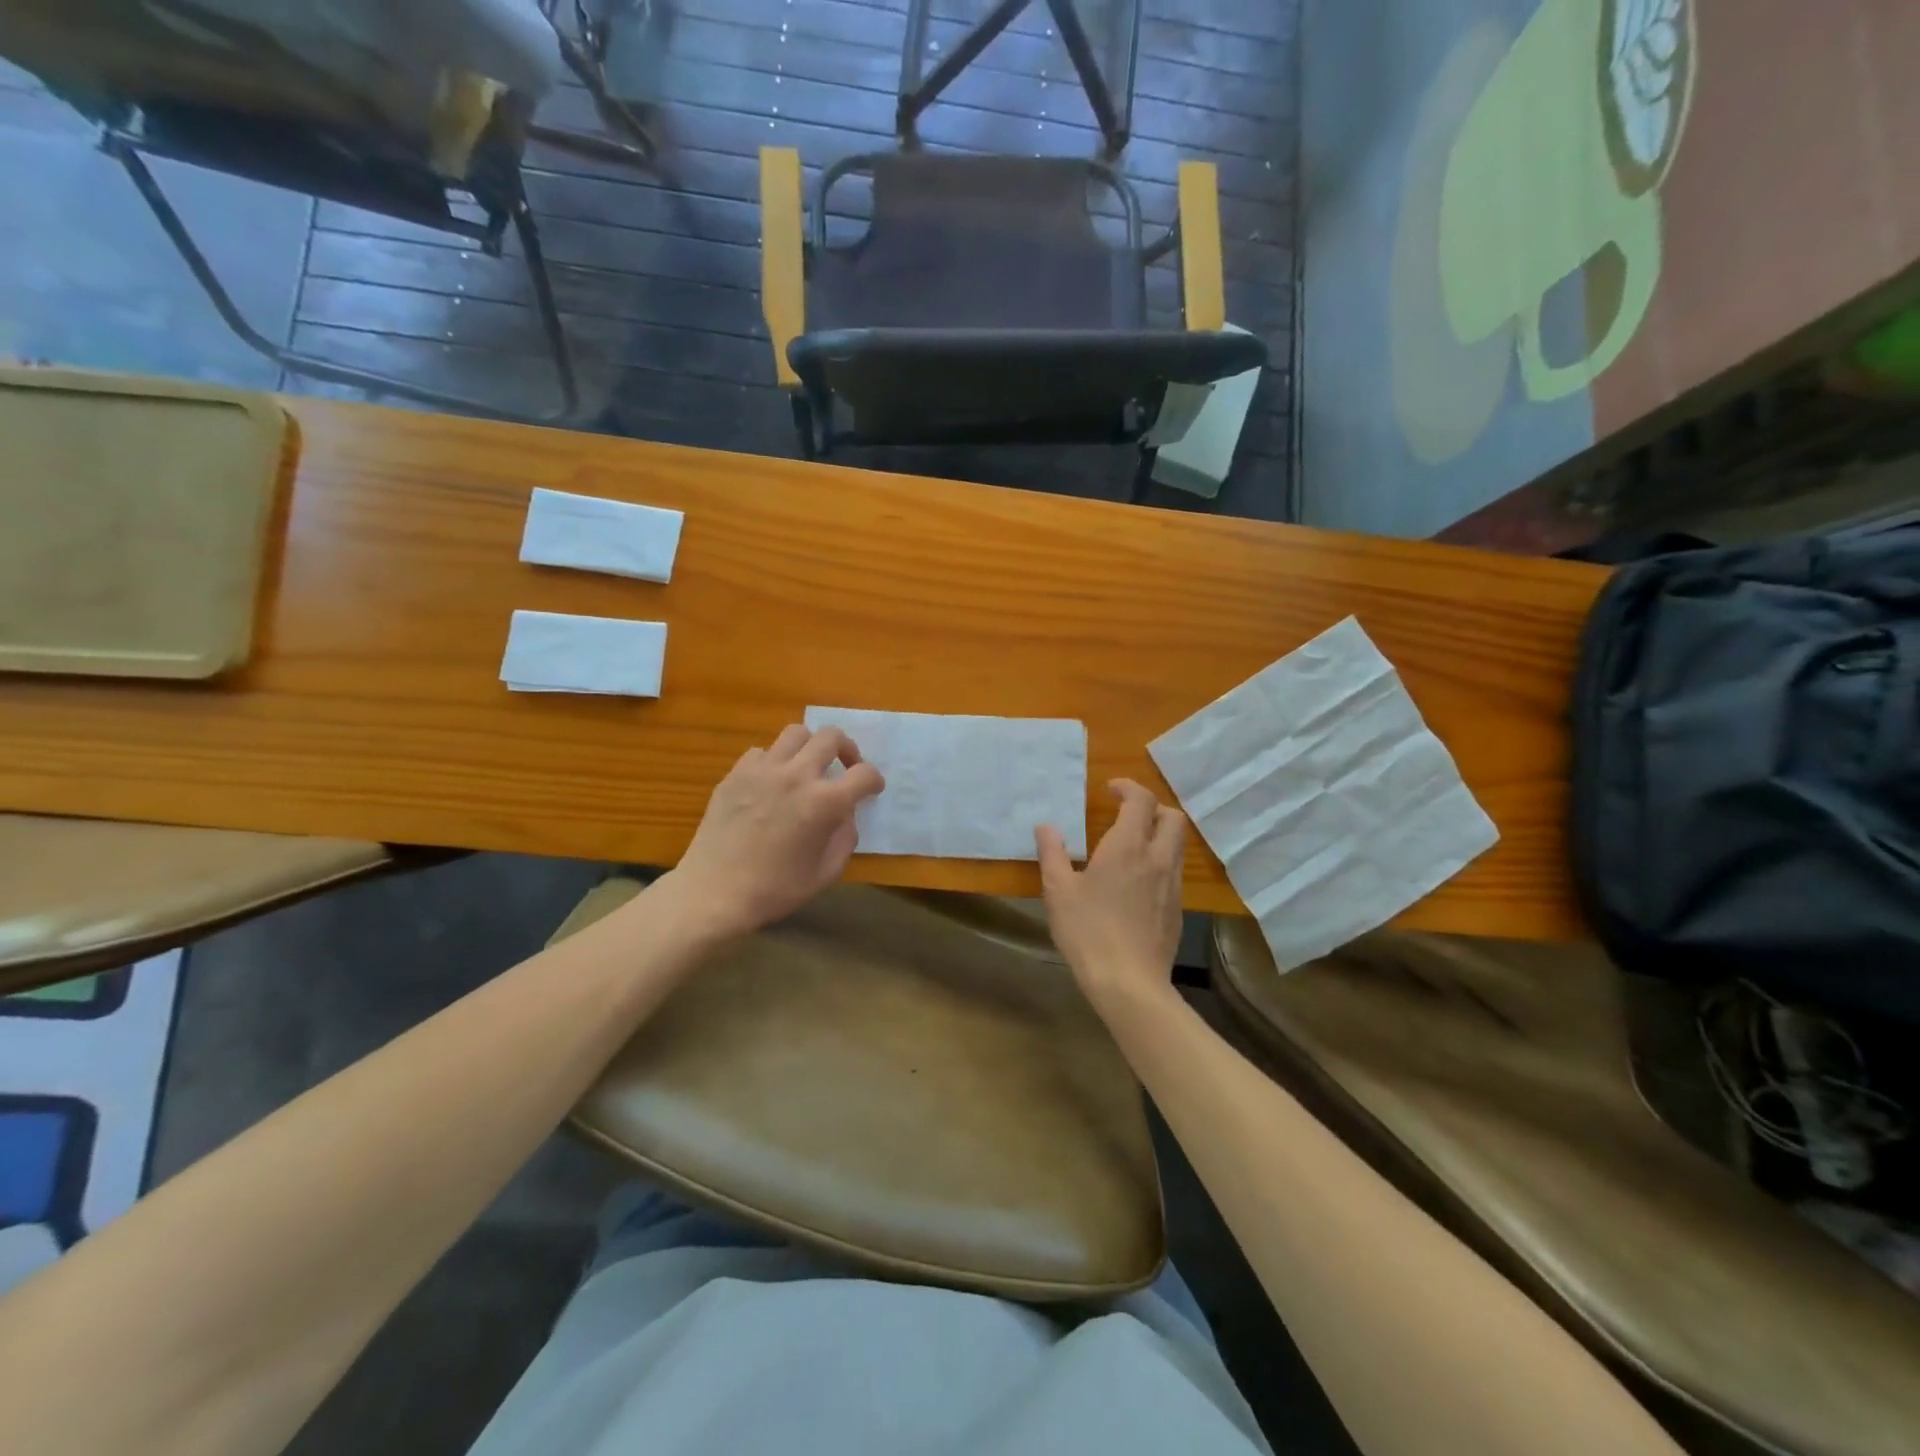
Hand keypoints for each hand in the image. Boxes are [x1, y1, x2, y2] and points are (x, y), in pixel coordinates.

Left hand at [666, 725, 884, 940]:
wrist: (714, 892)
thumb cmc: (775, 890)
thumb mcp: (826, 873)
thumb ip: (845, 838)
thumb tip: (845, 814)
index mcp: (824, 802)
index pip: (864, 774)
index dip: (874, 780)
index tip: (871, 789)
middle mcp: (797, 775)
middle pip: (831, 737)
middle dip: (847, 749)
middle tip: (844, 767)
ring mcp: (763, 770)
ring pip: (796, 733)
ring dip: (810, 747)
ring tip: (807, 766)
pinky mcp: (736, 773)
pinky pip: (762, 752)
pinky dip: (774, 761)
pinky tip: (772, 783)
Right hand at [1036, 779, 1187, 1013]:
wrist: (1129, 982)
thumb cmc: (1088, 931)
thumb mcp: (1058, 891)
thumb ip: (1052, 853)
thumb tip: (1046, 826)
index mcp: (1128, 847)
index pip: (1142, 800)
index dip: (1128, 788)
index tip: (1110, 790)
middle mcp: (1157, 859)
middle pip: (1172, 818)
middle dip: (1152, 808)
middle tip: (1127, 814)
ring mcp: (1172, 885)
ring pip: (1177, 845)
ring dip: (1159, 835)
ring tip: (1131, 847)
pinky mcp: (1177, 910)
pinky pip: (1174, 872)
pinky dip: (1160, 863)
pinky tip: (1137, 883)